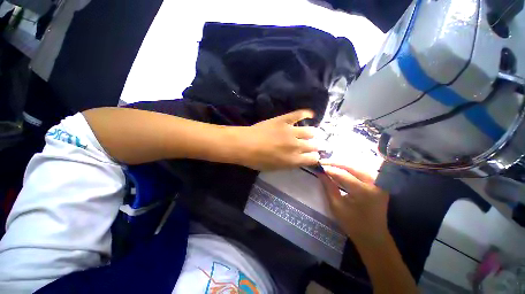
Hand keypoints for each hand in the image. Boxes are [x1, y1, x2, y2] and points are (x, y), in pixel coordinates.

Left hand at [232, 110, 319, 170]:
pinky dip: (306, 113)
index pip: (313, 159)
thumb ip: (290, 164)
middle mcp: (296, 146)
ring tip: (310, 133)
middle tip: (312, 145)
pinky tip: (310, 114)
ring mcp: (291, 131)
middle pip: (314, 145)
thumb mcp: (275, 168)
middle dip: (315, 146)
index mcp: (294, 160)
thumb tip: (299, 159)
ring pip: (311, 131)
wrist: (245, 145)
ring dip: (312, 133)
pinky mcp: (284, 120)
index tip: (312, 156)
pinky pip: (299, 114)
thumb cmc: (257, 160)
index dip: (314, 157)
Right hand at [319, 162, 389, 245]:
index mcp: (363, 191)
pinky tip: (341, 169)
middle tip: (322, 162)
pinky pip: (363, 172)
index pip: (342, 174)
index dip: (329, 168)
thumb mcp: (336, 206)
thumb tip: (320, 172)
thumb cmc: (353, 224)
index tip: (318, 166)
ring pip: (357, 167)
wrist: (374, 237)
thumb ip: (328, 186)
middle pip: (351, 166)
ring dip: (343, 165)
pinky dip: (351, 169)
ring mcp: (379, 183)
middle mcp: (374, 183)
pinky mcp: (380, 184)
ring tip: (330, 165)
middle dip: (335, 163)